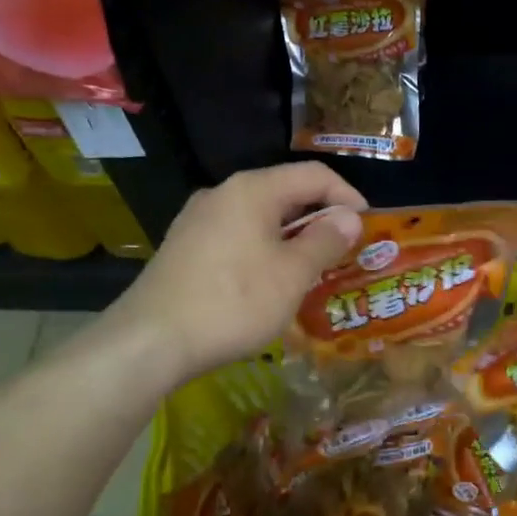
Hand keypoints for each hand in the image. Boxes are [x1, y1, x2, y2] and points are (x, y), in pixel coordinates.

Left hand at [106, 163, 365, 384]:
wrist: (151, 341)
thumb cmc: (233, 302)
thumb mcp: (292, 274)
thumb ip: (325, 240)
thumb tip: (348, 216)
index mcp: (252, 190)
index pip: (313, 174)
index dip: (346, 194)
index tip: (366, 224)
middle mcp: (222, 194)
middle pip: (284, 192)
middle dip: (319, 217)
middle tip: (343, 249)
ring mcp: (197, 220)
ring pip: (258, 217)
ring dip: (291, 236)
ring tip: (311, 268)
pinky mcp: (183, 247)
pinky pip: (236, 235)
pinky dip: (263, 249)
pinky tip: (268, 281)